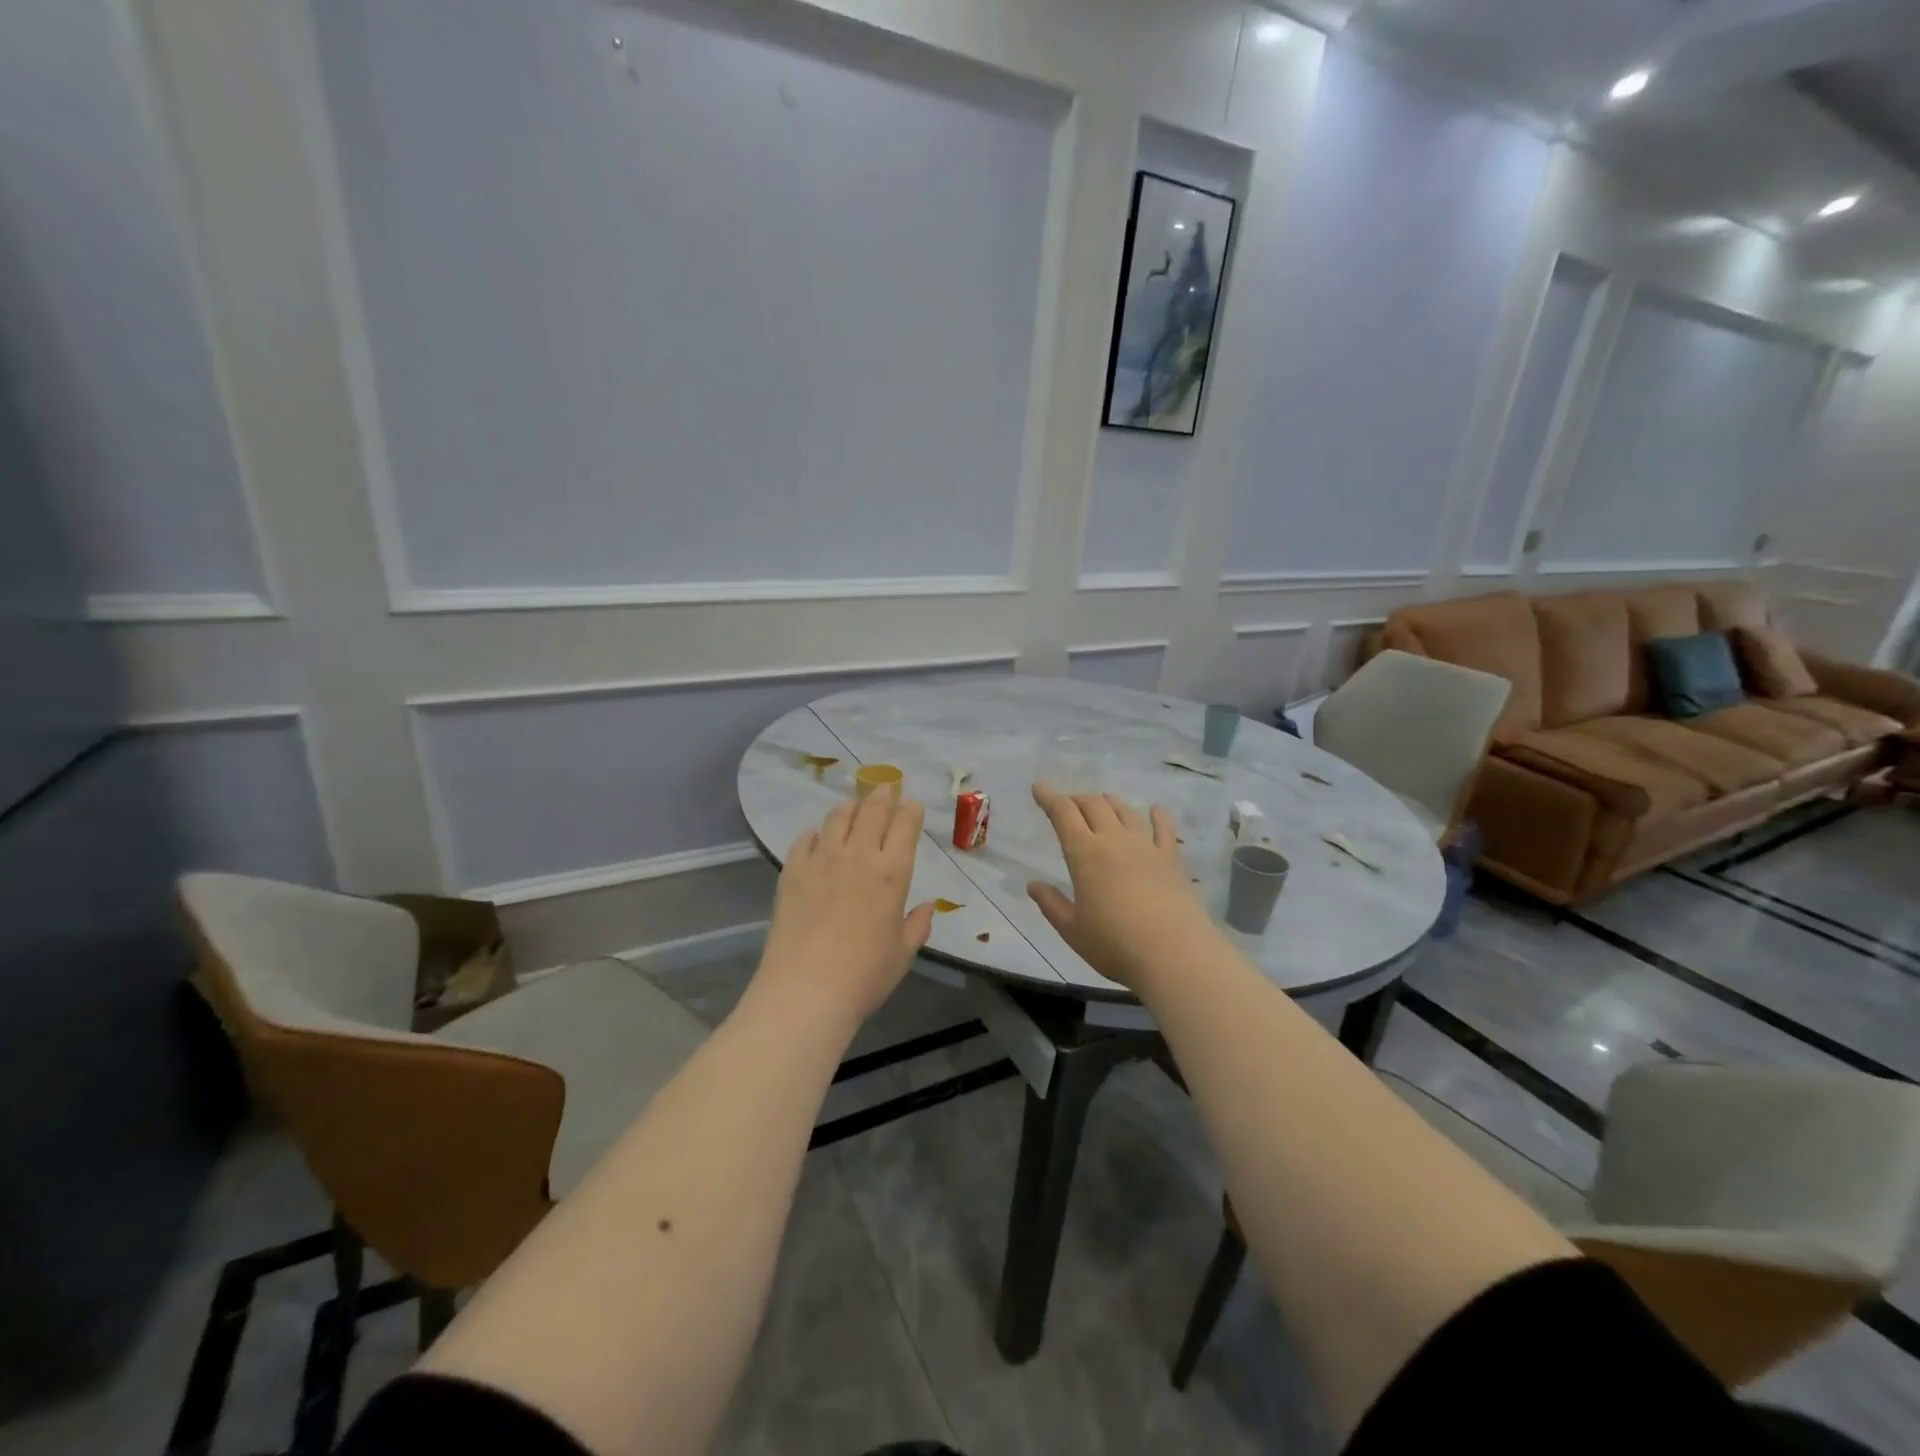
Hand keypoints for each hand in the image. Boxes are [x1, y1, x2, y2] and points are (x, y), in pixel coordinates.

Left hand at [755, 789, 935, 1027]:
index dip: (911, 810)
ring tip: (854, 808)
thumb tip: (927, 905)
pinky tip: (818, 838)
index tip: (912, 805)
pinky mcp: (792, 871)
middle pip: (872, 810)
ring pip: (837, 817)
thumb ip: (917, 925)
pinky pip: (805, 840)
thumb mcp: (902, 953)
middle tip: (885, 789)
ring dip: (850, 808)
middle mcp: (858, 856)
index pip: (905, 825)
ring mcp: (821, 860)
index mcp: (892, 873)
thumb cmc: (865, 976)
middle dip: (882, 795)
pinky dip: (816, 833)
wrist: (806, 990)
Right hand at [1027, 782, 1211, 990]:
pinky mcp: (1172, 860)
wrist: (1174, 954)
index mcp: (1085, 853)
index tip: (1039, 787)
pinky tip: (1156, 811)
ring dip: (1110, 803)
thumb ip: (1051, 904)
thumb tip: (1033, 885)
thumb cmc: (1114, 944)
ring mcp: (1147, 847)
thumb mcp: (1072, 929)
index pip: (1063, 814)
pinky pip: (1164, 829)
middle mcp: (1115, 840)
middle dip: (1077, 799)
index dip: (1049, 797)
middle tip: (1068, 804)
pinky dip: (1158, 816)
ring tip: (1103, 803)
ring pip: (1126, 811)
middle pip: (1094, 805)